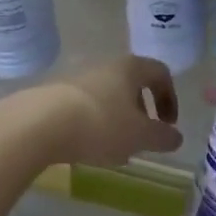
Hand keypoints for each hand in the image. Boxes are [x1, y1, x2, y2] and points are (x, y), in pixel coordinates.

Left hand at [28, 56, 183, 165]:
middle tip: (142, 138)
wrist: (39, 124)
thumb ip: (163, 137)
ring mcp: (77, 78)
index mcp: (130, 68)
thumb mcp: (140, 136)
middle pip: (132, 84)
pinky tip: (87, 148)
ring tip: (114, 149)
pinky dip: (93, 124)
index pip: (160, 73)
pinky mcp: (55, 94)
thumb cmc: (100, 124)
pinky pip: (84, 106)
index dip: (170, 98)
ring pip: (107, 96)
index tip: (168, 125)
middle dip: (141, 112)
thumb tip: (176, 137)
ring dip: (117, 120)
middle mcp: (104, 66)